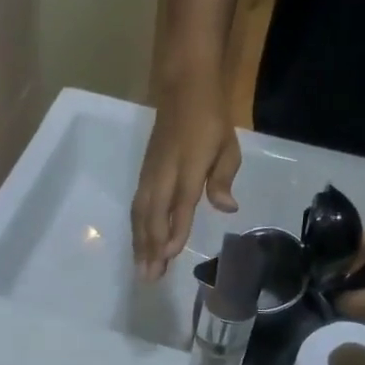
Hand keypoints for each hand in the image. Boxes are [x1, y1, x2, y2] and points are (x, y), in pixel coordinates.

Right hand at [131, 70, 240, 280]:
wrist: (183, 87)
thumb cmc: (210, 119)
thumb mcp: (228, 145)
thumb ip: (224, 178)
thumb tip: (228, 208)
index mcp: (188, 165)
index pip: (181, 203)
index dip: (175, 229)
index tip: (170, 254)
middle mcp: (164, 173)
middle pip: (154, 215)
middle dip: (151, 247)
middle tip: (151, 277)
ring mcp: (150, 174)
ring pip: (141, 215)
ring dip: (140, 244)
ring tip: (142, 270)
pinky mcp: (143, 176)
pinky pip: (137, 208)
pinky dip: (136, 230)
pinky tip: (138, 247)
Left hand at [335, 226, 364, 338]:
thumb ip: (354, 252)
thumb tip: (326, 271)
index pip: (344, 305)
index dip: (334, 290)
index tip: (334, 277)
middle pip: (347, 320)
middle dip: (341, 303)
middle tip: (343, 284)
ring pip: (355, 328)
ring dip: (350, 312)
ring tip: (356, 292)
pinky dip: (362, 318)